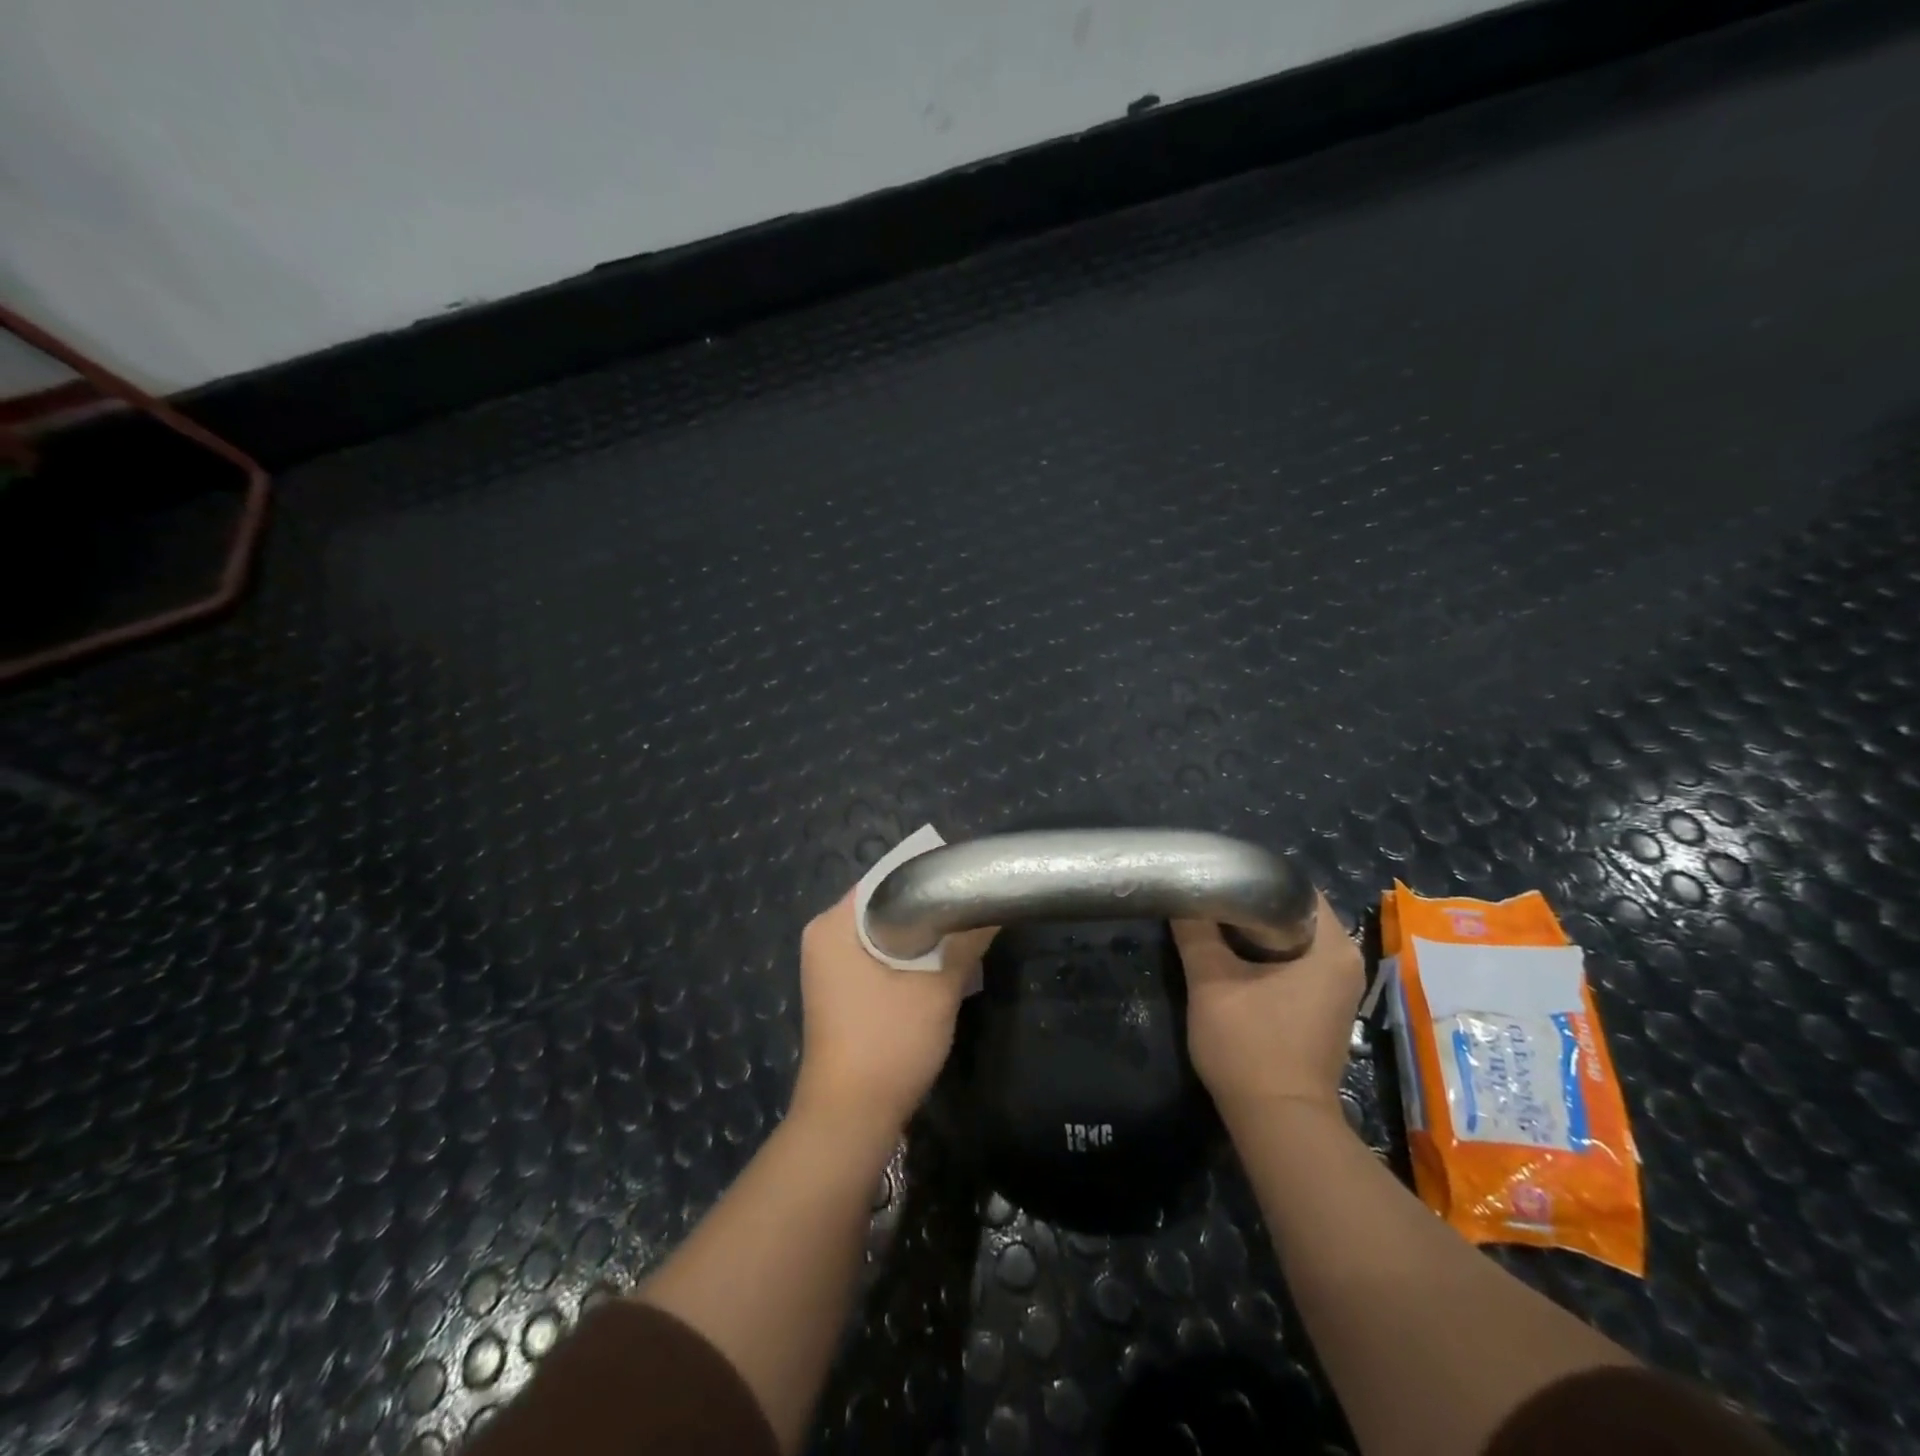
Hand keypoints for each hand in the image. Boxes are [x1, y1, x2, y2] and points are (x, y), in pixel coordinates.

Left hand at [791, 886, 996, 1138]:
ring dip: (921, 937)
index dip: (927, 874)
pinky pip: (877, 958)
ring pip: (884, 934)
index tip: (965, 878)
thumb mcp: (936, 988)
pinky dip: (907, 959)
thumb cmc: (887, 1044)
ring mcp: (829, 967)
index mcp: (833, 925)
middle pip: (884, 906)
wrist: (850, 1120)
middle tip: (971, 907)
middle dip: (928, 908)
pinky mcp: (840, 992)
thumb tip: (993, 905)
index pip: (885, 879)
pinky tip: (940, 967)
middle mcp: (824, 937)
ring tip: (964, 932)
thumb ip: (964, 942)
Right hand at [1173, 890, 1363, 1120]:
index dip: (1253, 877)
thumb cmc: (1251, 1046)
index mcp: (1332, 947)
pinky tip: (1231, 959)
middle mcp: (1346, 961)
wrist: (1279, 1122)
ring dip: (1254, 933)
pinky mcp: (1324, 1007)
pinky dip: (1265, 956)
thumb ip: (1195, 932)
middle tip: (1208, 899)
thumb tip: (1182, 893)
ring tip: (1212, 924)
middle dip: (1249, 905)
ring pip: (1291, 939)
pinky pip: (1295, 963)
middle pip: (1292, 912)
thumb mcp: (1211, 982)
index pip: (1294, 887)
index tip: (1218, 877)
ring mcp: (1338, 987)